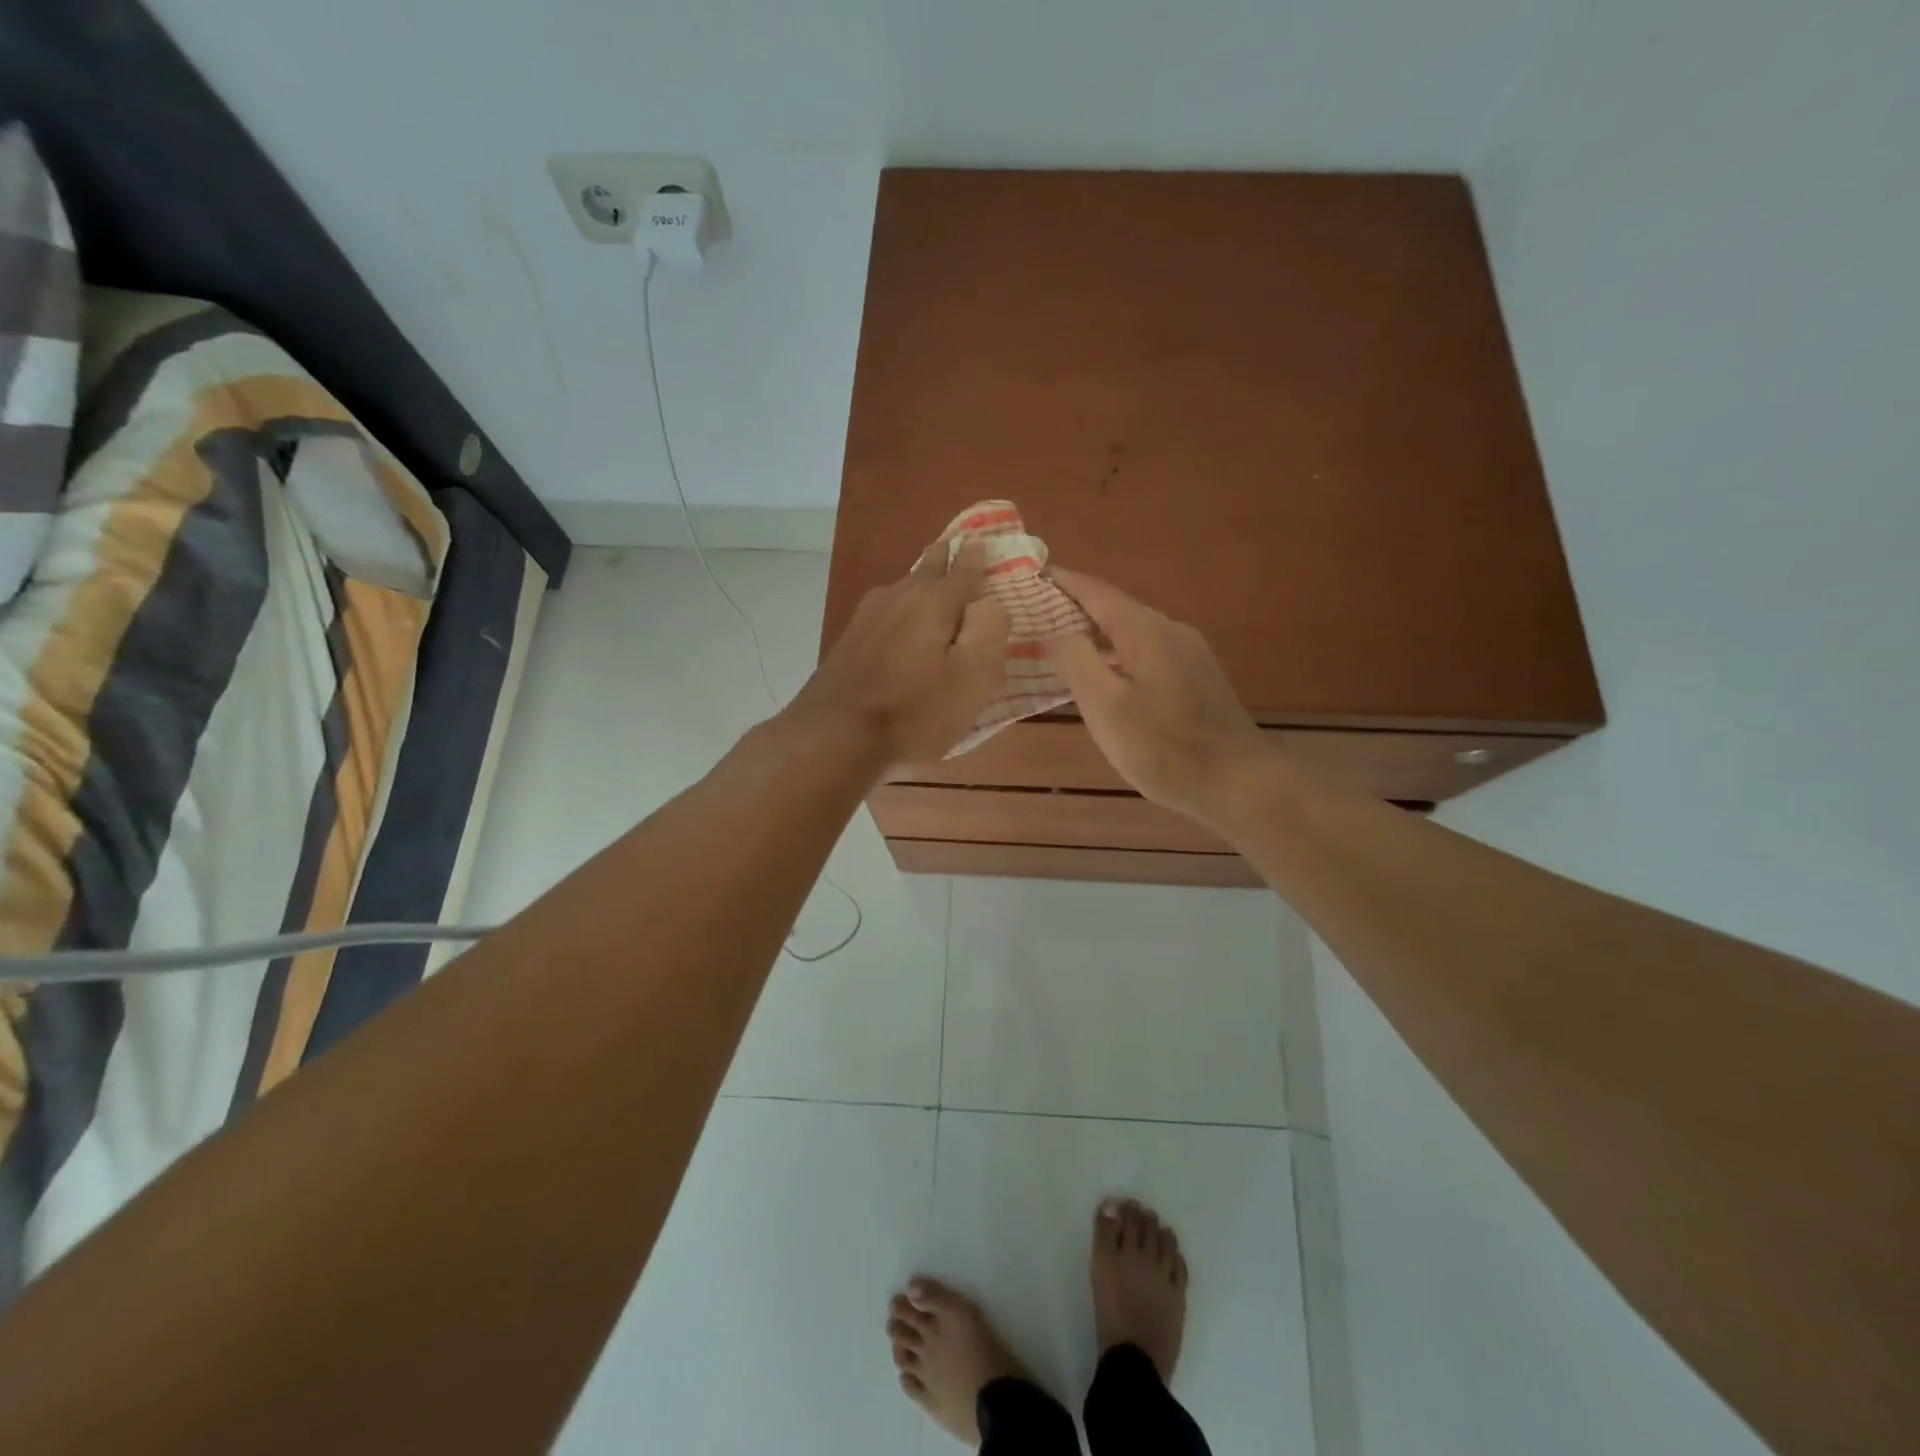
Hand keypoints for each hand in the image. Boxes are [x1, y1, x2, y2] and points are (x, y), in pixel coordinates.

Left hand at [793, 538, 1009, 769]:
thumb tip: (990, 603)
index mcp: (934, 601)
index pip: (965, 569)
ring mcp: (868, 616)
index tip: (983, 541)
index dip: (978, 558)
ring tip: (932, 575)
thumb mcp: (972, 678)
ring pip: (903, 587)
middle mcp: (899, 596)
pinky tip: (899, 617)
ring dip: (921, 580)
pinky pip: (886, 610)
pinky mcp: (849, 640)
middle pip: (928, 569)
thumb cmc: (914, 711)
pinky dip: (901, 606)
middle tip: (957, 545)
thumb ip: (990, 631)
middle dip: (946, 558)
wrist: (835, 736)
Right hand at [1045, 568, 1268, 821]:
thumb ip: (1076, 661)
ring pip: (1132, 631)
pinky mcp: (1197, 677)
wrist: (1238, 781)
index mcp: (1145, 631)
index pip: (1097, 592)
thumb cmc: (1163, 747)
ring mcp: (1189, 653)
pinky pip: (1147, 651)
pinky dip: (1117, 652)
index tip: (1034, 574)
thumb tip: (1056, 631)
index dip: (1065, 582)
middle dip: (1076, 607)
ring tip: (1062, 643)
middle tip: (1037, 614)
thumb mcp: (1106, 707)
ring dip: (1097, 632)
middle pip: (1116, 608)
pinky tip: (1105, 674)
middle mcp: (1170, 630)